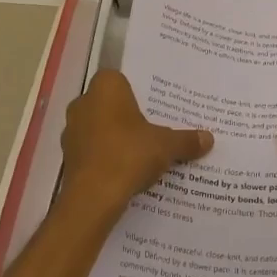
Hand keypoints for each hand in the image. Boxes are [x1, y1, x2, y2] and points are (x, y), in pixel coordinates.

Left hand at [58, 70, 212, 223]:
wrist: (93, 198)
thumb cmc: (129, 154)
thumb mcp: (166, 145)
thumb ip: (186, 140)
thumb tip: (209, 138)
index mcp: (105, 88)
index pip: (121, 79)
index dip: (137, 91)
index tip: (154, 104)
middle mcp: (83, 103)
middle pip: (110, 103)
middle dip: (127, 115)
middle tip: (152, 127)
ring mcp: (72, 131)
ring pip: (98, 127)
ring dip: (115, 137)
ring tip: (140, 151)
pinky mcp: (68, 157)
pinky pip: (92, 150)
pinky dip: (105, 156)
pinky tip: (124, 170)